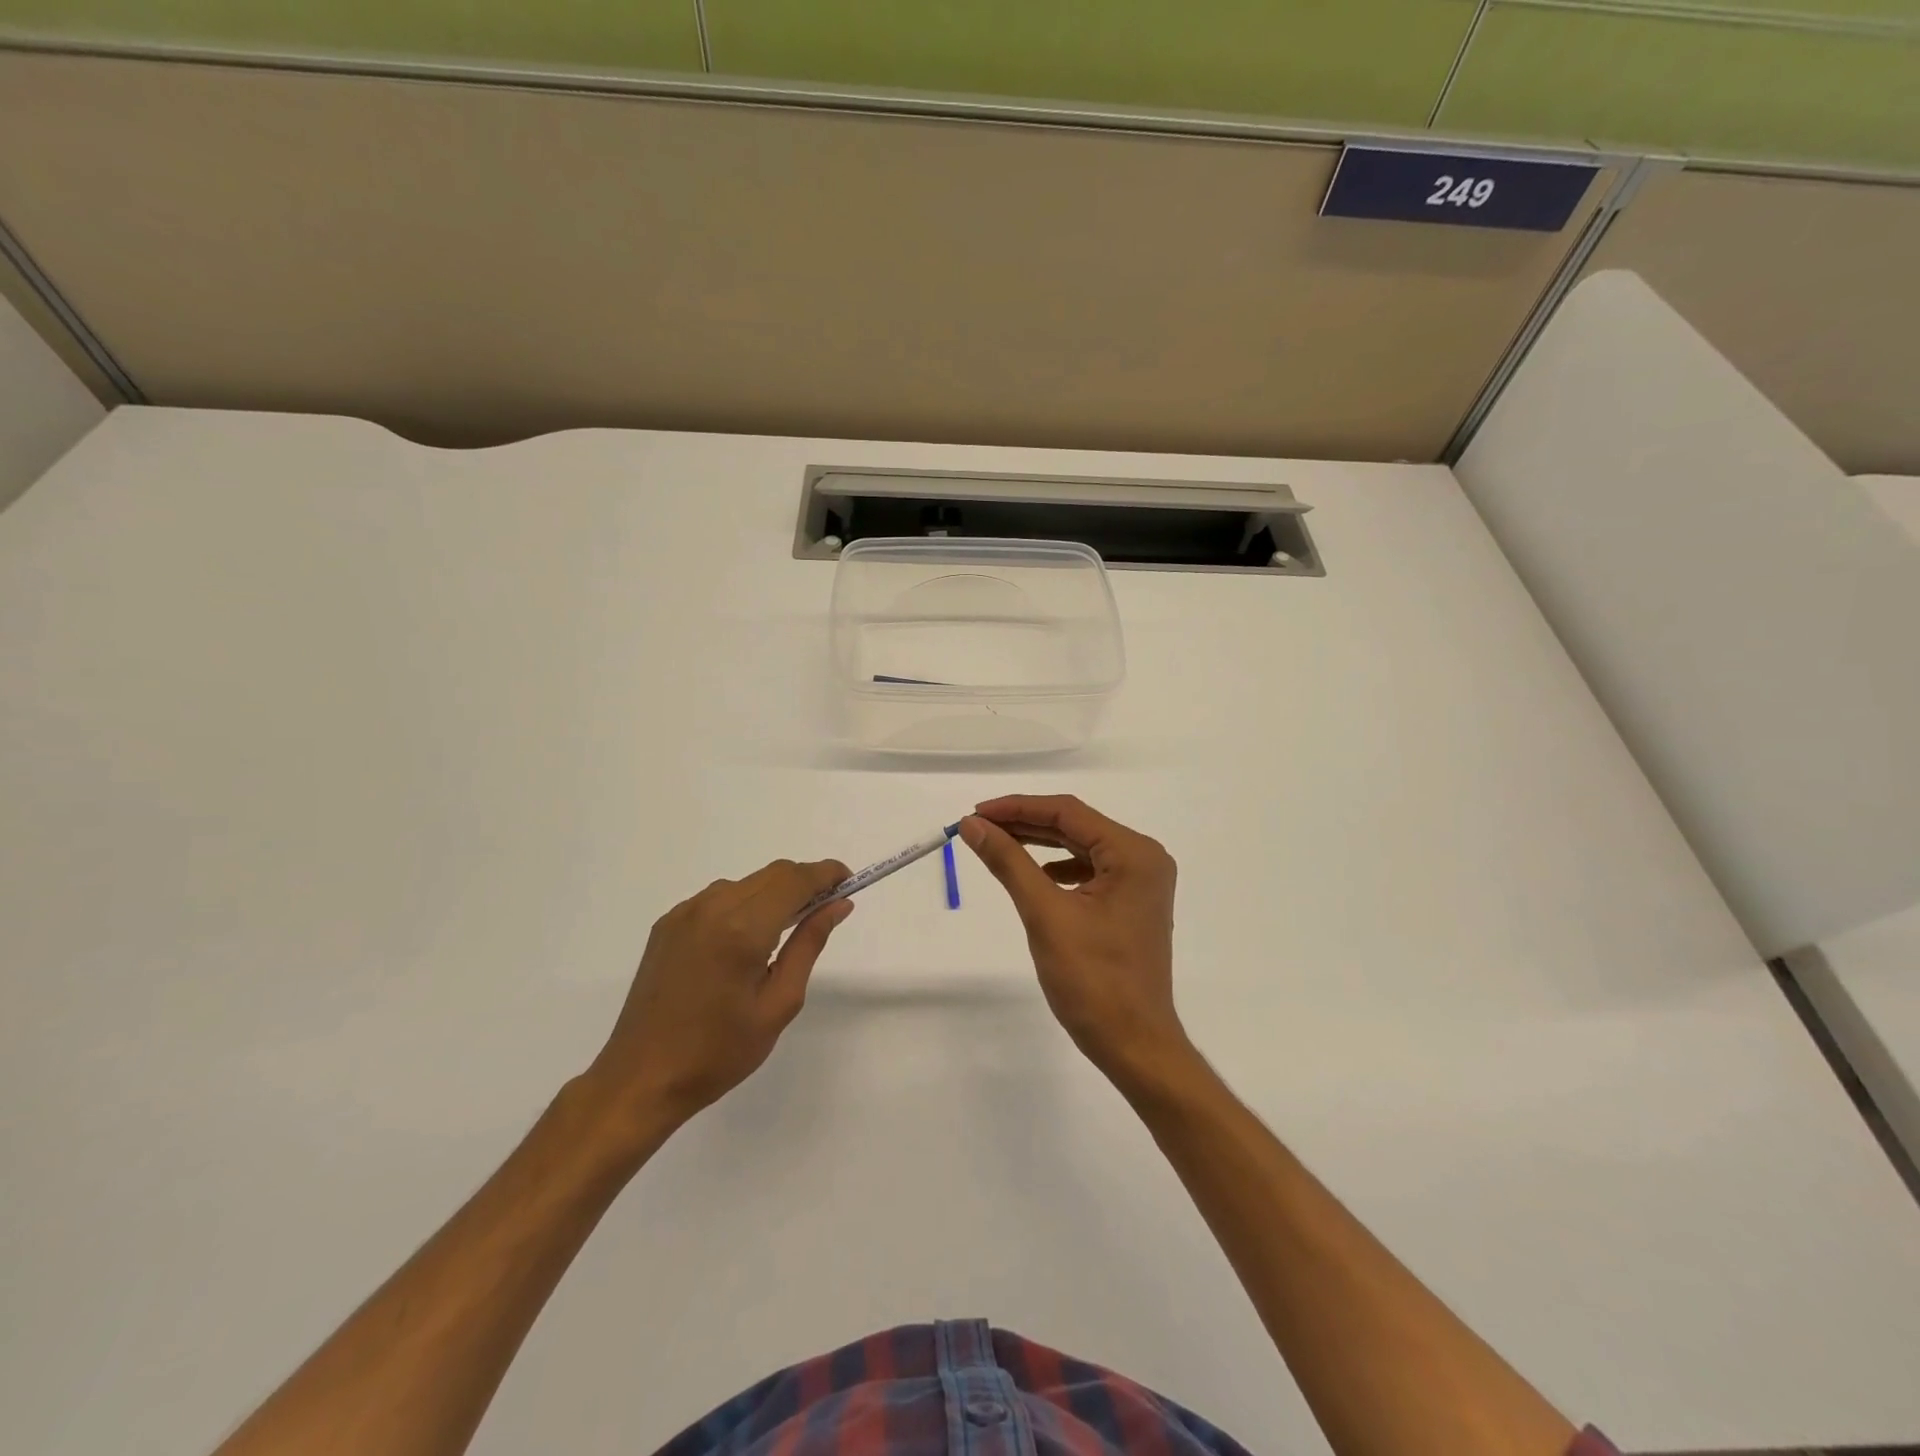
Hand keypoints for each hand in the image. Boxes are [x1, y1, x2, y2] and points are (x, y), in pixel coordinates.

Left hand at [584, 858, 851, 1130]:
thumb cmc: (719, 1052)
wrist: (641, 1080)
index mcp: (742, 929)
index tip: (849, 881)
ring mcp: (685, 913)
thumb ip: (809, 944)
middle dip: (805, 882)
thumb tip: (838, 905)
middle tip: (826, 910)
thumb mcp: (779, 1003)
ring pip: (746, 883)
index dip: (826, 873)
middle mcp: (711, 908)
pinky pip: (719, 898)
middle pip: (772, 874)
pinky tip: (747, 941)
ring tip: (786, 932)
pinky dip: (745, 904)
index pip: (795, 880)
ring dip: (774, 894)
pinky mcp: (668, 925)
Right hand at [960, 795, 1188, 1087]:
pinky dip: (1058, 868)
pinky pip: (1091, 872)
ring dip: (1039, 844)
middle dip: (1026, 824)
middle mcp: (1144, 859)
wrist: (1135, 1045)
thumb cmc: (1093, 980)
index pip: (1068, 813)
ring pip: (1081, 848)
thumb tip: (973, 825)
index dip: (1018, 808)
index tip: (976, 812)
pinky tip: (1035, 875)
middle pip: (1076, 827)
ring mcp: (1142, 883)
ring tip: (997, 844)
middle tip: (979, 826)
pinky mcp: (1132, 904)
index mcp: (1134, 854)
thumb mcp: (1045, 914)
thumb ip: (1009, 862)